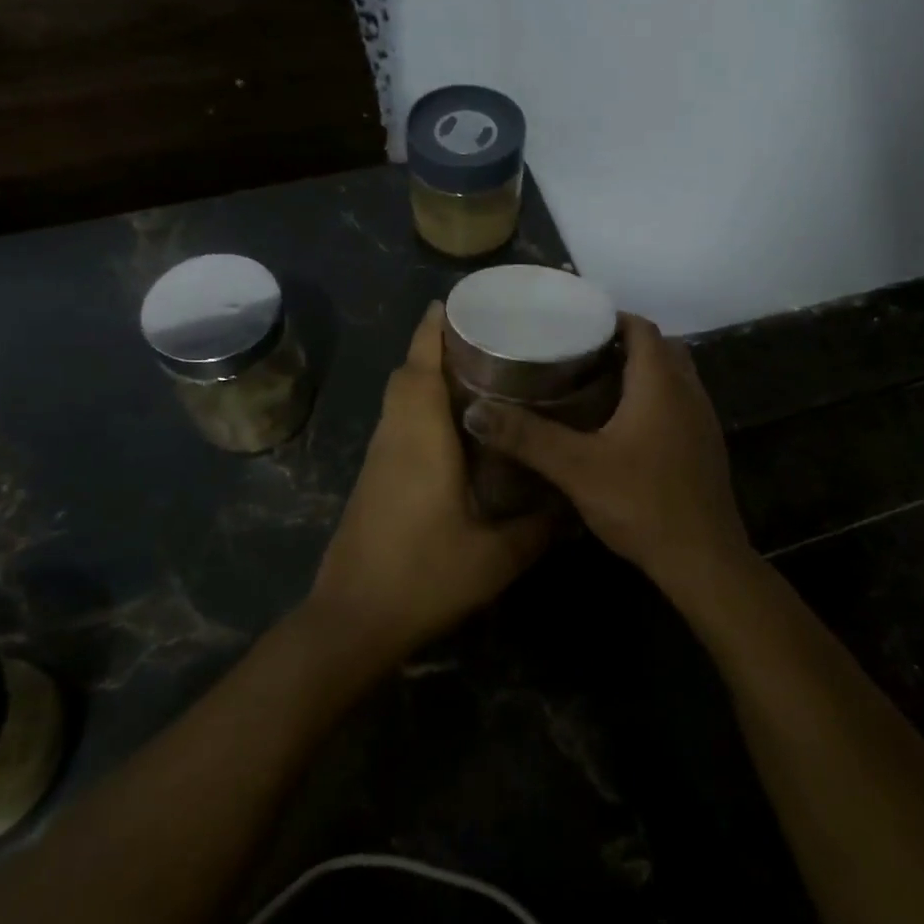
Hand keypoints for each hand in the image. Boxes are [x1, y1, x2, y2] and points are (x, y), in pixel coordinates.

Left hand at [306, 303, 551, 664]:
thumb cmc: (423, 577)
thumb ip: (537, 529)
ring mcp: (378, 459)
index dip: (432, 330)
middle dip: (433, 347)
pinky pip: (397, 424)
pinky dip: (419, 407)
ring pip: (397, 400)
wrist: (352, 620)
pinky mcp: (373, 479)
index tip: (453, 303)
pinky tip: (455, 430)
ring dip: (424, 377)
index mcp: (420, 439)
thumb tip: (571, 508)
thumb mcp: (495, 558)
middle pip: (405, 375)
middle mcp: (394, 437)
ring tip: (476, 375)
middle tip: (481, 340)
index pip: (419, 367)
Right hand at [463, 314, 748, 585]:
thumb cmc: (642, 503)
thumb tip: (475, 410)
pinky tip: (622, 425)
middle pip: (660, 348)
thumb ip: (527, 437)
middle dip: (623, 343)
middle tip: (580, 354)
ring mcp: (703, 419)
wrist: (703, 561)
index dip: (611, 318)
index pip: (641, 328)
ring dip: (641, 371)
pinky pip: (679, 403)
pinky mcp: (705, 446)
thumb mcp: (576, 468)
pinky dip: (654, 398)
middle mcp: (688, 391)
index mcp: (661, 383)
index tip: (575, 324)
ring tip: (595, 384)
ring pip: (673, 376)